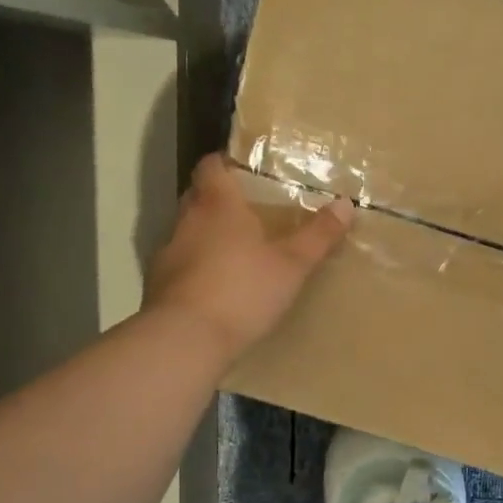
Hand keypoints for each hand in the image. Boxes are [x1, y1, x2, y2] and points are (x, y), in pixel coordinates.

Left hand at [146, 155, 353, 362]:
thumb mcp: (292, 264)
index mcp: (217, 204)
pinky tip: (219, 287)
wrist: (185, 340)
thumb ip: (318, 235)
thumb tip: (345, 203)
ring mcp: (167, 253)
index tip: (247, 170)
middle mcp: (186, 220)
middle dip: (220, 199)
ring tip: (239, 251)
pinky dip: (198, 267)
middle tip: (252, 210)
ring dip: (208, 235)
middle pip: (198, 196)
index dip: (226, 163)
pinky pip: (181, 264)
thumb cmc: (242, 290)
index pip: (211, 165)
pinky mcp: (157, 286)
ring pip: (188, 231)